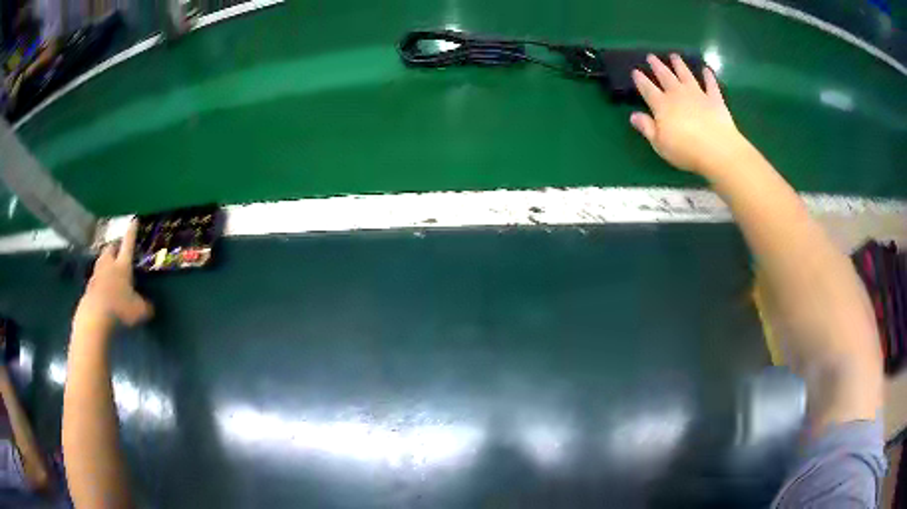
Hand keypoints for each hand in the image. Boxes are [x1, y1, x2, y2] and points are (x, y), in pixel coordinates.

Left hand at [74, 221, 152, 329]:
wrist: (95, 319)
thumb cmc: (119, 309)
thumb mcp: (139, 311)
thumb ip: (146, 306)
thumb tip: (150, 306)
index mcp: (122, 266)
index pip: (128, 244)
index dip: (132, 232)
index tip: (134, 220)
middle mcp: (108, 265)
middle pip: (110, 249)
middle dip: (115, 246)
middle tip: (119, 249)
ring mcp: (96, 276)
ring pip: (101, 262)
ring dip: (106, 262)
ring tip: (110, 268)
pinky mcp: (89, 289)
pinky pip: (95, 279)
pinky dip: (100, 281)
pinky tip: (103, 290)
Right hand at [630, 54, 745, 176]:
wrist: (718, 150)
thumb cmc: (686, 151)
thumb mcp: (660, 144)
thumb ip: (647, 128)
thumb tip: (633, 115)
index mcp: (662, 105)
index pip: (647, 89)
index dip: (640, 80)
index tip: (635, 71)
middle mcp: (678, 94)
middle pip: (665, 76)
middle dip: (657, 66)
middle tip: (651, 56)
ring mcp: (697, 94)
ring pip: (686, 74)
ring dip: (679, 65)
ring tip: (674, 56)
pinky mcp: (715, 99)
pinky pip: (711, 84)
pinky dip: (708, 76)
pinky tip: (706, 69)